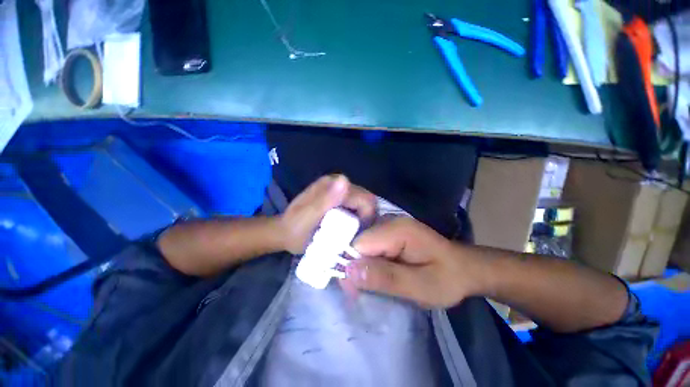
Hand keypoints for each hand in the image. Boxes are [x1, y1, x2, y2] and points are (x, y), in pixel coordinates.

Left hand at [279, 175, 376, 253]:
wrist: (283, 231)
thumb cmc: (295, 230)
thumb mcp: (308, 219)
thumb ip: (325, 200)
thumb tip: (345, 180)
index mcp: (331, 184)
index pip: (364, 197)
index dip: (367, 216)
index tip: (358, 232)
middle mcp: (336, 180)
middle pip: (365, 198)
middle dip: (365, 216)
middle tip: (356, 232)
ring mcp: (337, 186)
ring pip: (362, 200)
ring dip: (361, 215)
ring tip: (351, 230)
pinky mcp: (336, 193)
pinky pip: (355, 203)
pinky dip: (356, 214)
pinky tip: (346, 224)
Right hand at [342, 217, 486, 307]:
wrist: (464, 267)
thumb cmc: (447, 278)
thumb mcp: (420, 286)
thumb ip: (386, 277)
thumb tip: (348, 271)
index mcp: (397, 229)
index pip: (358, 243)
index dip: (351, 265)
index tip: (354, 289)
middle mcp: (388, 221)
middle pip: (358, 242)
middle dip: (356, 266)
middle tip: (364, 291)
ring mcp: (387, 225)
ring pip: (361, 244)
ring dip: (361, 265)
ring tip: (373, 283)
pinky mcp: (388, 232)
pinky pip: (368, 246)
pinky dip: (368, 260)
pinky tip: (376, 272)